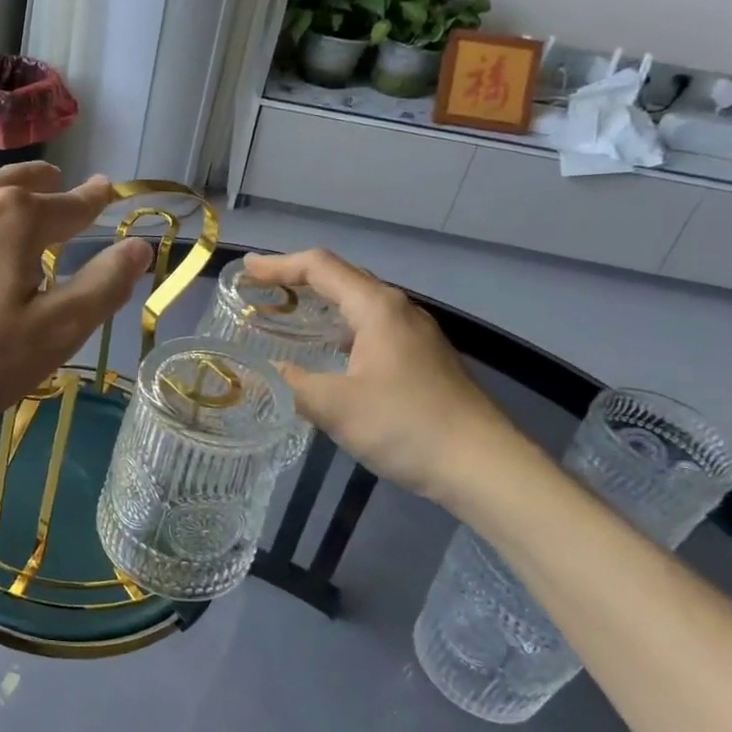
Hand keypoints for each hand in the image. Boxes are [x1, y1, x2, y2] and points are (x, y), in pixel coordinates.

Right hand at [242, 249, 531, 505]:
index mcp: (377, 307)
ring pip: (359, 303)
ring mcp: (417, 334)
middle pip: (342, 277)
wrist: (485, 467)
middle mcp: (399, 310)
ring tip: (288, 314)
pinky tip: (330, 351)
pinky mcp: (424, 359)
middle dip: (297, 278)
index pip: (320, 267)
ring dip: (321, 302)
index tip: (246, 271)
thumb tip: (262, 372)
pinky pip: (372, 327)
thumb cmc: (406, 426)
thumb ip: (292, 384)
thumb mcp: (335, 406)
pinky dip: (340, 326)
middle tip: (261, 288)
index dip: (279, 264)